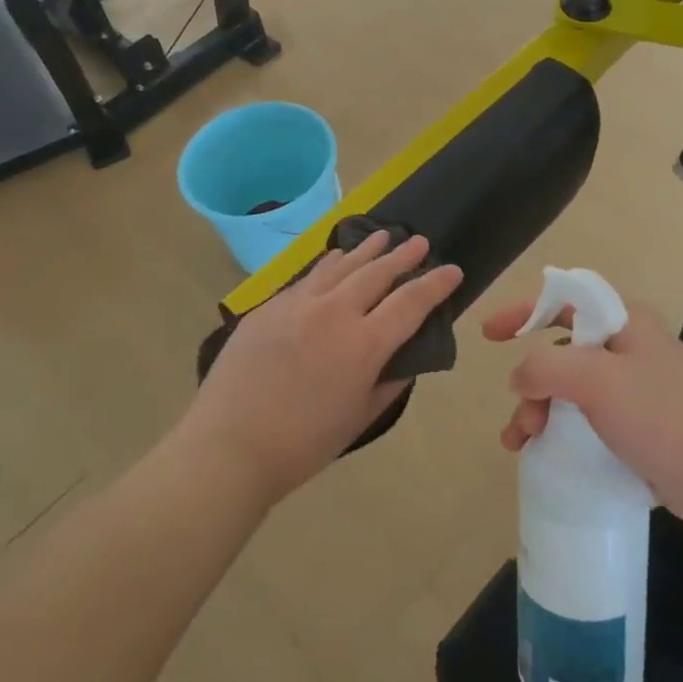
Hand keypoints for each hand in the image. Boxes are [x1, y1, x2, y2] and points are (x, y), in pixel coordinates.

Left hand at [181, 232, 463, 504]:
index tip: (453, 270)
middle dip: (402, 256)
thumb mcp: (360, 417)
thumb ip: (388, 382)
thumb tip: (402, 358)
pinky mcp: (269, 306)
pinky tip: (335, 258)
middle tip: (419, 242)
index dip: (435, 284)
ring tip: (383, 236)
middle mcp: (334, 313)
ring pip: (340, 266)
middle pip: (376, 273)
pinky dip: (329, 264)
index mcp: (364, 345)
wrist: (230, 446)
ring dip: (366, 250)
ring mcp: (298, 304)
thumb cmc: (303, 443)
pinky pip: (308, 277)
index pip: (410, 303)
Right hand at [481, 296, 682, 528]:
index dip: (523, 312)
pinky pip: (585, 418)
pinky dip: (560, 431)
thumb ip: (545, 367)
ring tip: (521, 444)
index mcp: (623, 323)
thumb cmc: (661, 416)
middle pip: (560, 352)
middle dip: (530, 384)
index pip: (563, 301)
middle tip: (521, 421)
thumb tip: (520, 378)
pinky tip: (544, 455)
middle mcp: (627, 348)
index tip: (489, 334)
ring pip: (568, 389)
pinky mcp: (637, 424)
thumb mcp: (596, 380)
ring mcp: (633, 388)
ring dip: (538, 412)